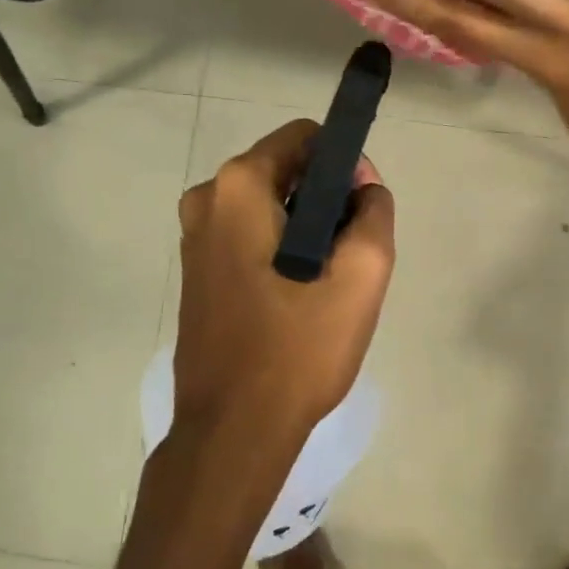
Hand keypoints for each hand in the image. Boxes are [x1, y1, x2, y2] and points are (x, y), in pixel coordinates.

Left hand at [173, 119, 394, 439]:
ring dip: (308, 234)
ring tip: (329, 287)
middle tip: (351, 259)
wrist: (234, 430)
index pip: (305, 138)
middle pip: (286, 173)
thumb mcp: (361, 276)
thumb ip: (374, 214)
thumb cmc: (298, 349)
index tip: (364, 212)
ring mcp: (194, 241)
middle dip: (328, 203)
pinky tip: (300, 302)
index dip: (346, 165)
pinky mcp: (197, 275)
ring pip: (270, 210)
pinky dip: (282, 255)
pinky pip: (251, 241)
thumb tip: (364, 189)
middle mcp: (205, 201)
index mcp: (238, 188)